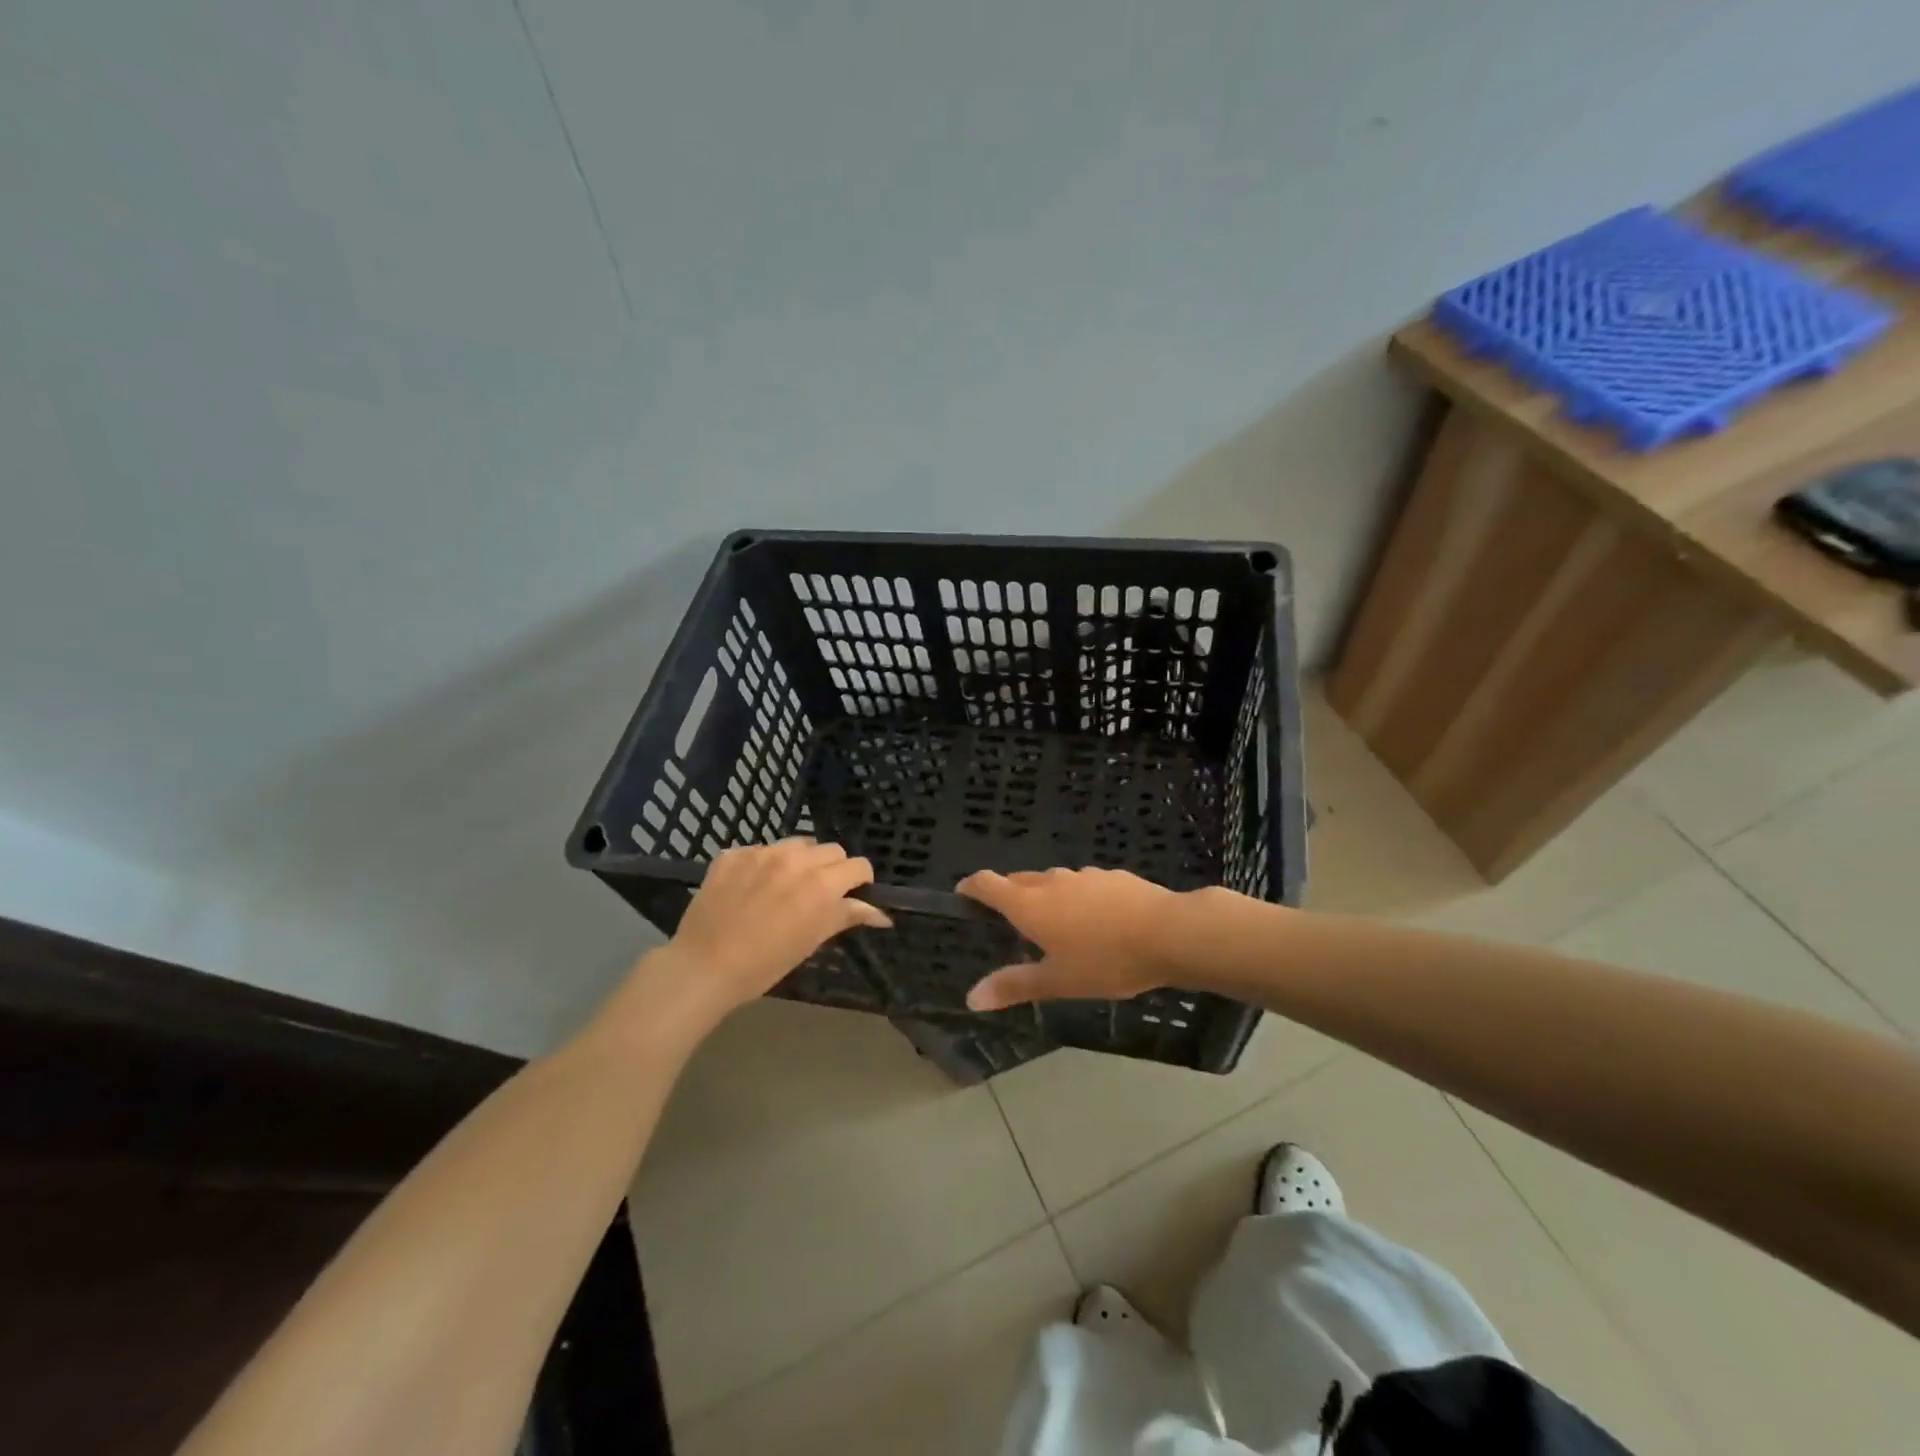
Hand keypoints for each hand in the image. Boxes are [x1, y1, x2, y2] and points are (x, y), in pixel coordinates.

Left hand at [654, 840, 890, 1020]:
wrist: (703, 966)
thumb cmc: (765, 963)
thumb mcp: (812, 941)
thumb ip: (847, 917)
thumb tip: (882, 914)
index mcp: (821, 883)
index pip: (858, 865)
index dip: (860, 880)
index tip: (853, 895)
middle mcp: (795, 859)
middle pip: (830, 850)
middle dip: (832, 868)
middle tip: (819, 894)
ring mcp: (761, 852)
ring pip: (796, 844)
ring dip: (800, 861)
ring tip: (786, 886)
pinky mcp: (732, 854)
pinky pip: (760, 850)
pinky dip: (764, 864)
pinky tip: (752, 888)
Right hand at [956, 867, 1183, 1010]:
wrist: (1169, 933)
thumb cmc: (1106, 961)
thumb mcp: (1058, 981)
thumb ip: (1015, 986)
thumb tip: (971, 998)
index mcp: (1029, 904)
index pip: (987, 883)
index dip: (971, 887)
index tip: (963, 896)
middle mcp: (1051, 882)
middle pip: (1018, 880)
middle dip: (1008, 896)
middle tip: (1009, 924)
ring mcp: (1083, 875)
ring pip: (1052, 882)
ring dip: (1045, 897)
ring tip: (1055, 926)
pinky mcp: (1112, 876)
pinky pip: (1082, 885)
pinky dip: (1077, 898)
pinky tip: (1096, 922)